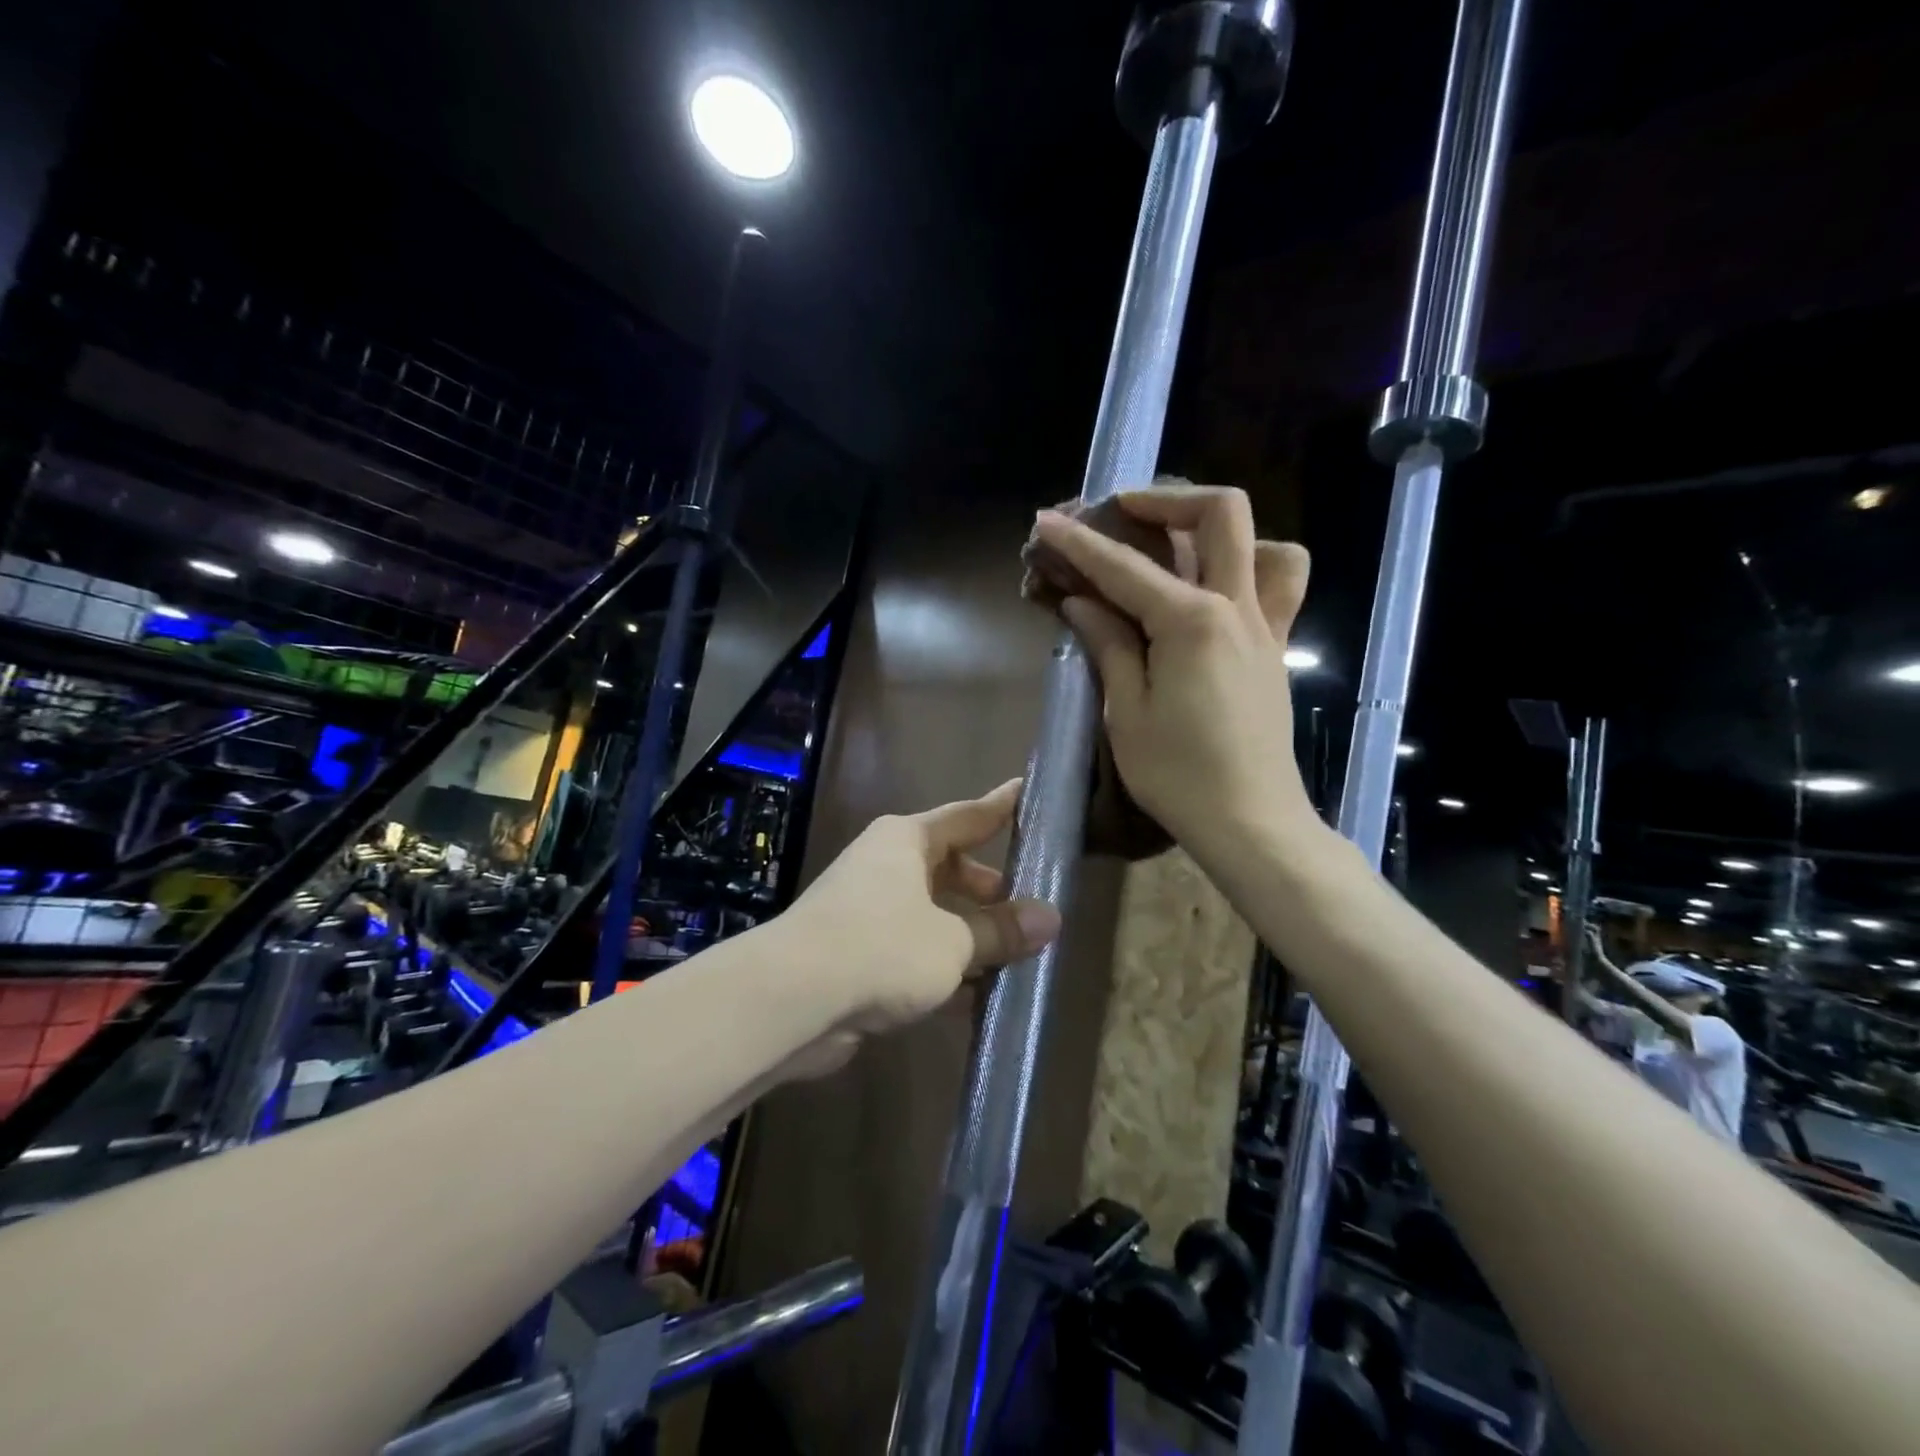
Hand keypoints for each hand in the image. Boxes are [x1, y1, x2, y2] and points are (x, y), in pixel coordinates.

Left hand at [789, 780, 1061, 1036]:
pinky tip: (974, 996)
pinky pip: (911, 950)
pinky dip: (941, 967)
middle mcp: (884, 865)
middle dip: (986, 889)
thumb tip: (1052, 918)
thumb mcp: (954, 940)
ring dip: (967, 935)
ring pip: (931, 913)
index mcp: (906, 840)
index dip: (1001, 807)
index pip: (966, 816)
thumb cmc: (882, 946)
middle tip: (1026, 905)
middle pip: (948, 867)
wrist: (792, 999)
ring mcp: (865, 909)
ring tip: (1013, 956)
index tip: (1027, 792)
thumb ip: (1001, 930)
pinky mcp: (854, 953)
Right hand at [1031, 484, 1319, 872]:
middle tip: (1125, 511)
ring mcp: (1264, 627)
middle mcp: (1235, 608)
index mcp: (1190, 622)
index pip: (1124, 568)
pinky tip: (1213, 594)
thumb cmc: (1178, 775)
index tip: (1047, 521)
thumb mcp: (1127, 712)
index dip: (1079, 542)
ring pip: (1267, 543)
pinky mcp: (1275, 650)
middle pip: (1220, 515)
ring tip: (1181, 549)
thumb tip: (1082, 603)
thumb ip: (1108, 646)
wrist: (1251, 821)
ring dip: (1224, 531)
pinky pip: (1280, 587)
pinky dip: (1251, 568)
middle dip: (1168, 499)